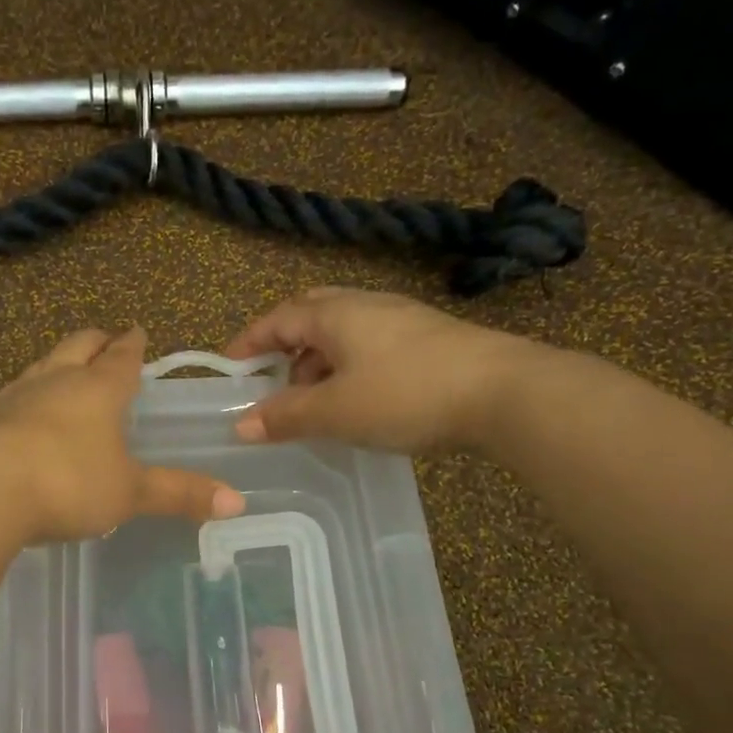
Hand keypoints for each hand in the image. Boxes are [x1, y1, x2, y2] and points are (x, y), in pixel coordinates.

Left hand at [0, 327, 245, 542]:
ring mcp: (15, 397)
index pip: (121, 357)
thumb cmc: (69, 483)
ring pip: (41, 366)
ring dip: (57, 363)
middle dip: (95, 342)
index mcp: (98, 389)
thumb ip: (179, 494)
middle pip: (77, 347)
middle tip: (105, 340)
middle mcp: (56, 381)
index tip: (138, 332)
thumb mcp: (130, 492)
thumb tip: (237, 502)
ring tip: (65, 369)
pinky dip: (26, 396)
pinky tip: (23, 413)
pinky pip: (12, 397)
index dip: (133, 346)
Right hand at [224, 288, 539, 453]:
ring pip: (342, 333)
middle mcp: (365, 306)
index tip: (228, 367)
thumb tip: (239, 425)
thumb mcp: (335, 411)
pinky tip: (355, 400)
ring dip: (316, 363)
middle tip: (269, 381)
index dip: (248, 341)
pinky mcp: (427, 341)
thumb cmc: (406, 394)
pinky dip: (346, 369)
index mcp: (336, 314)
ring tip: (310, 401)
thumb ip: (285, 417)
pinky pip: (369, 347)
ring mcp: (400, 321)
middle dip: (283, 346)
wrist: (504, 392)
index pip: (278, 318)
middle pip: (310, 316)